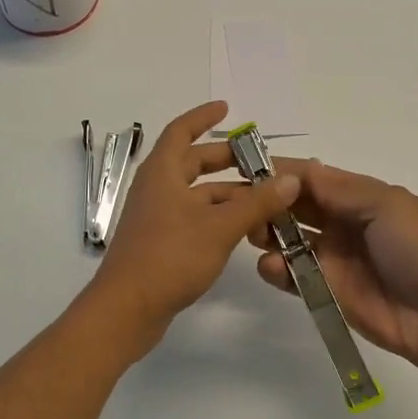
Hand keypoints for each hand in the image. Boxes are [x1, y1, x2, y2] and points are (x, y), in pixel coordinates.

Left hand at [90, 102, 300, 349]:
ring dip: (227, 193)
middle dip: (225, 159)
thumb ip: (257, 202)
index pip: (181, 131)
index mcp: (162, 173)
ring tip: (264, 199)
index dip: (203, 116)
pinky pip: (193, 218)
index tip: (227, 108)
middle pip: (192, 163)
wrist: (127, 309)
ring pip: (196, 194)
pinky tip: (244, 229)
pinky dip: (218, 216)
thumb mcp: (220, 227)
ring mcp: (157, 217)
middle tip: (259, 160)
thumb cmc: (170, 256)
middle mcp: (157, 189)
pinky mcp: (161, 243)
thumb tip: (290, 179)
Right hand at [249, 160, 417, 372]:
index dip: (282, 172)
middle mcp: (340, 222)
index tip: (247, 169)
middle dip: (267, 202)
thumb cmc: (416, 249)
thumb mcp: (387, 206)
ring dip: (267, 233)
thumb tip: (305, 169)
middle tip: (240, 205)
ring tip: (254, 234)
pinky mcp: (323, 289)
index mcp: (358, 197)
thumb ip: (343, 189)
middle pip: (294, 206)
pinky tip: (272, 267)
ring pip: (286, 238)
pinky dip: (275, 268)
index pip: (312, 178)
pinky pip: (291, 274)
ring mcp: (330, 257)